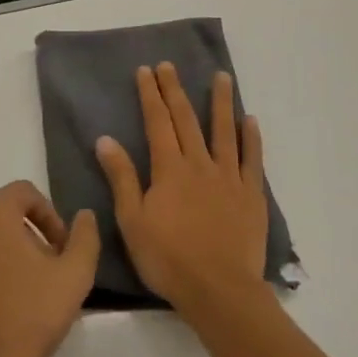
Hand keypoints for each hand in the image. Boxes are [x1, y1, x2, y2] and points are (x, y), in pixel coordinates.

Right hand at [95, 63, 268, 314]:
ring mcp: (229, 178)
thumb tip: (105, 139)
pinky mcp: (252, 195)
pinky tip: (251, 120)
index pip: (157, 123)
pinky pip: (252, 160)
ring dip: (221, 102)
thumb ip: (122, 178)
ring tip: (221, 76)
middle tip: (169, 65)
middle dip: (175, 90)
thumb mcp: (133, 221)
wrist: (220, 291)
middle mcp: (199, 164)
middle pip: (186, 120)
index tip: (146, 70)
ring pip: (224, 131)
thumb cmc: (169, 259)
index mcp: (169, 169)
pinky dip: (251, 138)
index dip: (151, 95)